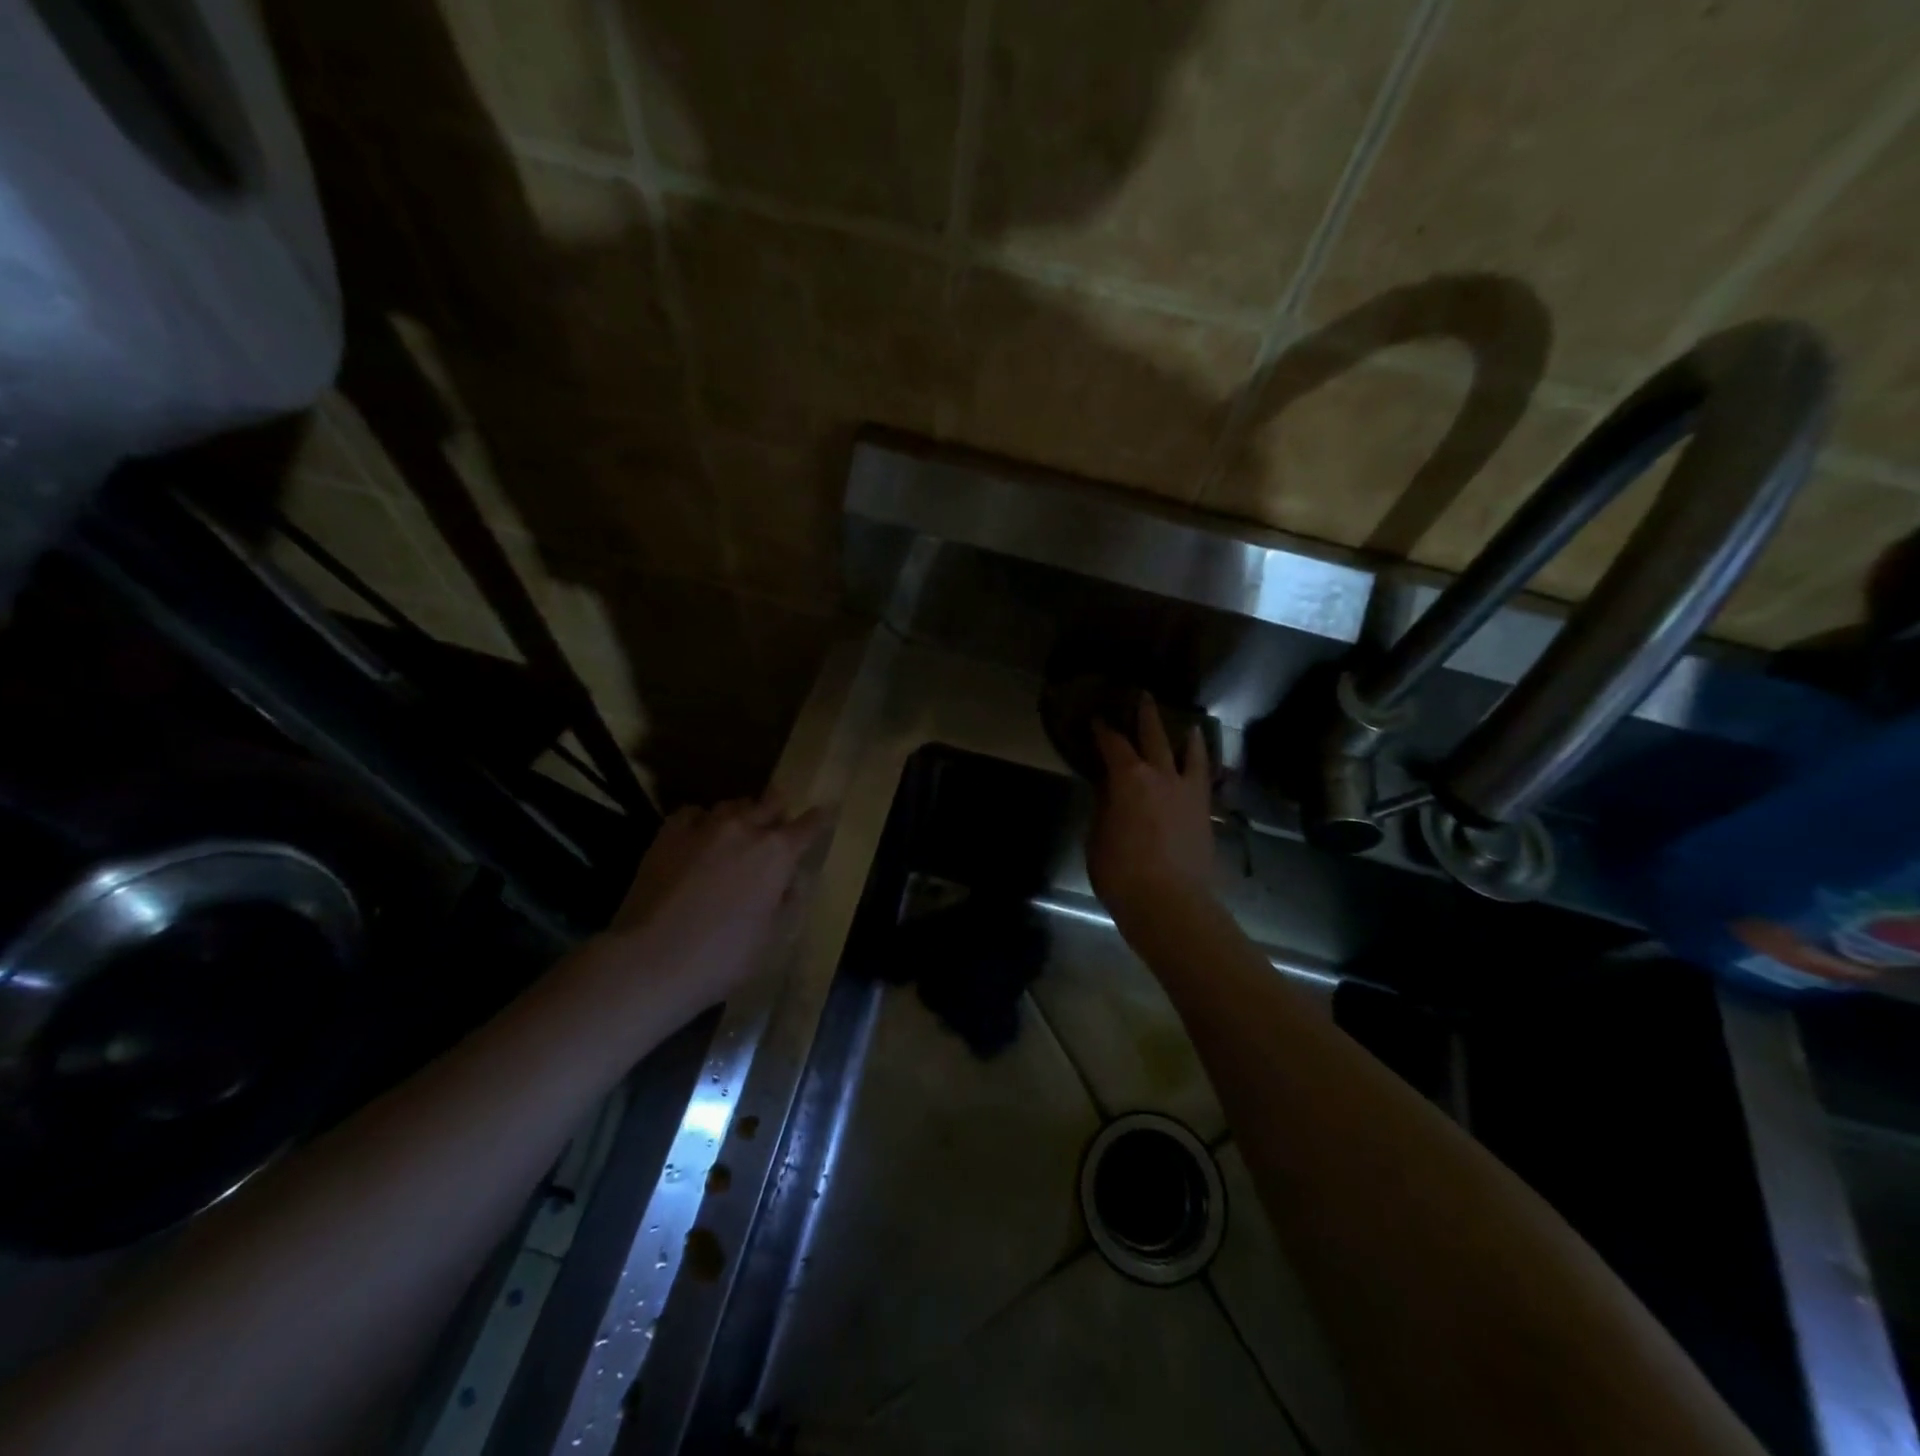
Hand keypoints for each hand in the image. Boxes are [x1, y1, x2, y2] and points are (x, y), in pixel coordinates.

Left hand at [587, 793, 826, 1021]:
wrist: (652, 960)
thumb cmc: (723, 957)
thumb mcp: (771, 937)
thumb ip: (785, 903)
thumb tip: (789, 883)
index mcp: (777, 854)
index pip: (809, 826)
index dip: (820, 818)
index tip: (826, 810)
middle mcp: (745, 829)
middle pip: (770, 802)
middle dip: (778, 810)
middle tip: (777, 822)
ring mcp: (704, 828)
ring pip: (731, 805)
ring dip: (741, 815)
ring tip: (736, 832)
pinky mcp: (669, 834)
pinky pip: (693, 813)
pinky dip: (702, 821)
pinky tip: (698, 837)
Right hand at [1087, 694, 1215, 923]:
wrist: (1170, 903)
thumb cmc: (1121, 873)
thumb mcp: (1097, 839)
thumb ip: (1104, 809)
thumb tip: (1108, 792)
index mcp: (1128, 779)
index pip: (1113, 745)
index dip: (1104, 730)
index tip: (1097, 718)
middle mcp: (1161, 776)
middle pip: (1154, 736)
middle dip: (1146, 715)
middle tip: (1143, 696)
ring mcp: (1188, 792)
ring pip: (1190, 754)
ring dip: (1187, 737)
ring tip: (1190, 725)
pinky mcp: (1205, 812)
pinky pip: (1204, 779)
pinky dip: (1202, 767)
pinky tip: (1201, 766)